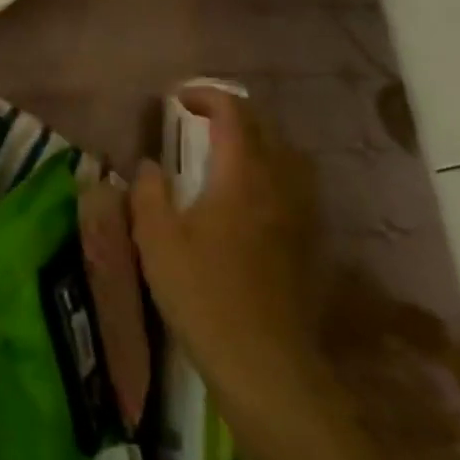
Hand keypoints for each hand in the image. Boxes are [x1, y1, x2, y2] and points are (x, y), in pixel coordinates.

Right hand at [130, 86, 324, 419]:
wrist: (264, 363)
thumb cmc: (203, 293)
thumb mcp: (156, 239)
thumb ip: (149, 192)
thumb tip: (151, 166)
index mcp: (242, 175)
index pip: (234, 114)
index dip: (206, 96)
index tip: (177, 99)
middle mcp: (280, 185)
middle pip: (267, 129)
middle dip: (234, 114)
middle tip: (200, 119)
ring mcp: (302, 215)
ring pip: (289, 157)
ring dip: (258, 141)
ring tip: (228, 151)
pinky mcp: (310, 244)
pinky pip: (297, 187)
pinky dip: (274, 172)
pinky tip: (252, 196)